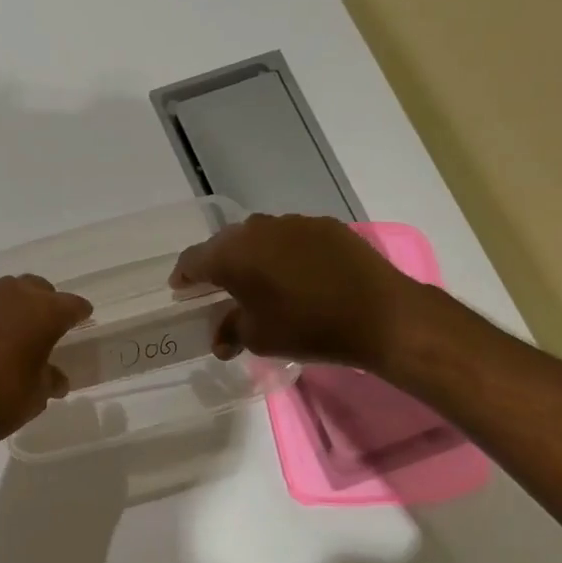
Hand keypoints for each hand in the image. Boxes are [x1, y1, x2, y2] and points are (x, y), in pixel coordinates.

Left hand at [0, 276, 93, 453]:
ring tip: (7, 331)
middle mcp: (8, 295)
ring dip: (8, 306)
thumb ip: (49, 379)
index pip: (70, 305)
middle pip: (34, 287)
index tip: (81, 319)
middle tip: (44, 324)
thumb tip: (55, 377)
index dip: (78, 313)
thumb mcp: (36, 397)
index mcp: (41, 313)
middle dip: (43, 302)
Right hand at [169, 214, 425, 368]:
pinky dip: (283, 252)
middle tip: (217, 285)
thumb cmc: (307, 328)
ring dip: (251, 254)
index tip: (181, 289)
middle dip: (217, 263)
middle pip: (224, 243)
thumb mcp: (259, 338)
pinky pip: (290, 236)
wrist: (380, 314)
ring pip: (258, 236)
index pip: (194, 259)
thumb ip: (231, 331)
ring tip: (257, 278)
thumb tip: (220, 340)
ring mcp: (293, 223)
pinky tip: (295, 272)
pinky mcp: (325, 225)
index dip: (184, 275)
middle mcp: (257, 230)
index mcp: (232, 255)